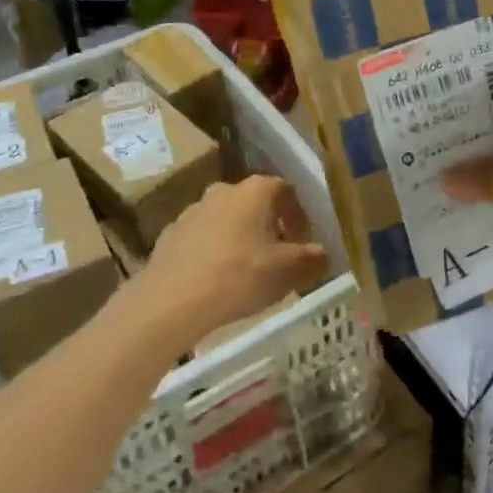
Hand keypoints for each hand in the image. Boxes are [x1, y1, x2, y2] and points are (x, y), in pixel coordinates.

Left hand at [136, 176, 329, 345]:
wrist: (171, 301)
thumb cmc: (239, 276)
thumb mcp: (288, 271)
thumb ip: (311, 258)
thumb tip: (322, 253)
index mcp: (254, 191)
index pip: (286, 190)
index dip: (299, 215)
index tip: (303, 241)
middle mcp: (223, 191)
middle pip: (255, 203)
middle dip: (269, 226)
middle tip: (278, 256)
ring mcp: (191, 211)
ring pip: (226, 220)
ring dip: (240, 238)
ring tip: (247, 271)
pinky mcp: (170, 235)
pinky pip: (202, 238)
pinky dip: (214, 252)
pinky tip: (216, 280)